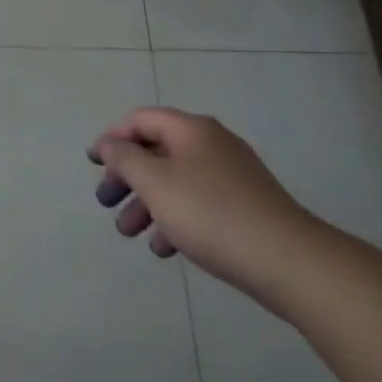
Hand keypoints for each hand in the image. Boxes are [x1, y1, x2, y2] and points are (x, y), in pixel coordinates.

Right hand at [90, 107, 322, 303]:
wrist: (289, 261)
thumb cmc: (210, 213)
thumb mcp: (154, 182)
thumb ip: (123, 158)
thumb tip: (109, 143)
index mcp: (191, 130)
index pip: (140, 119)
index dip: (112, 137)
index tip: (93, 163)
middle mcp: (212, 144)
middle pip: (156, 151)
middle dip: (127, 177)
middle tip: (106, 202)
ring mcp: (232, 176)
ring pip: (176, 181)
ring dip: (147, 203)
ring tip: (129, 233)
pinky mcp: (245, 207)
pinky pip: (198, 203)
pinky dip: (175, 219)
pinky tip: (165, 248)